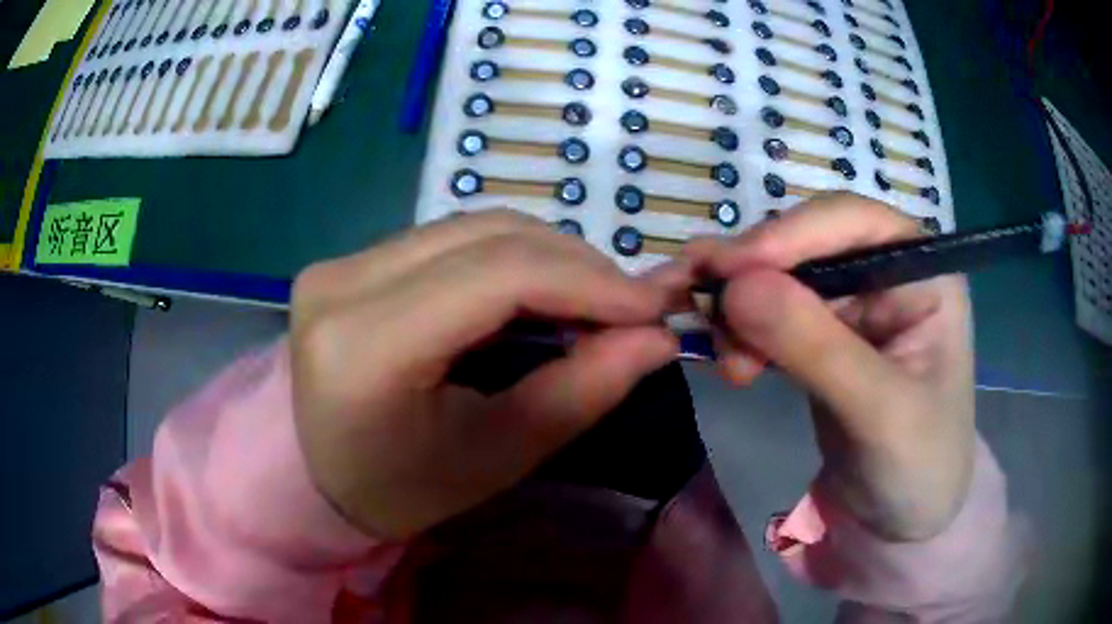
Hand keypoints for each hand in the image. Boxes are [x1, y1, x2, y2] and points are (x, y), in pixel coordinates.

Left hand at [290, 211, 677, 539]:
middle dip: (576, 266)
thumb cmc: (401, 489)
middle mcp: (341, 283)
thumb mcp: (494, 458)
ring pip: (472, 227)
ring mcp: (340, 263)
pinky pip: (449, 238)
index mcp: (364, 348)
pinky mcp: (349, 260)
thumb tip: (657, 339)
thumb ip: (578, 393)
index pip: (495, 278)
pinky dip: (510, 257)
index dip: (587, 282)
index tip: (653, 307)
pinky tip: (540, 290)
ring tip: (594, 300)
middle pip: (487, 238)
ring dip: (547, 256)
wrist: (318, 475)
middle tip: (632, 307)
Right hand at [685, 194, 975, 540]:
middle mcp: (887, 275)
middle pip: (810, 243)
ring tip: (725, 357)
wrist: (903, 522)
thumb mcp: (879, 412)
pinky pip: (774, 315)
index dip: (792, 233)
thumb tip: (736, 285)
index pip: (854, 222)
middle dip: (756, 275)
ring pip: (783, 278)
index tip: (730, 270)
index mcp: (923, 274)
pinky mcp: (825, 338)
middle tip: (706, 311)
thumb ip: (817, 347)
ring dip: (743, 307)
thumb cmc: (918, 466)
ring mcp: (855, 306)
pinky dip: (745, 331)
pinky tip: (733, 363)